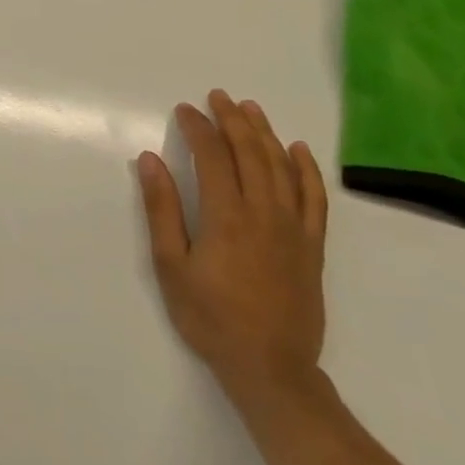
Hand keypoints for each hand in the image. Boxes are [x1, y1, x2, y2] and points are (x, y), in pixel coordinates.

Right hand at [136, 91, 328, 405]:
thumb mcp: (171, 266)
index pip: (212, 155)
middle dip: (231, 119)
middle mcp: (263, 212)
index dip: (198, 128)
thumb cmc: (211, 318)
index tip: (185, 110)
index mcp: (226, 215)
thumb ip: (162, 209)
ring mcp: (293, 228)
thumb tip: (150, 159)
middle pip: (249, 152)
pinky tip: (298, 150)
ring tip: (251, 108)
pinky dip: (307, 170)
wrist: (271, 369)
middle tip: (218, 96)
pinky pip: (315, 198)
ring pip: (281, 167)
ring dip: (265, 133)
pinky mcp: (312, 246)